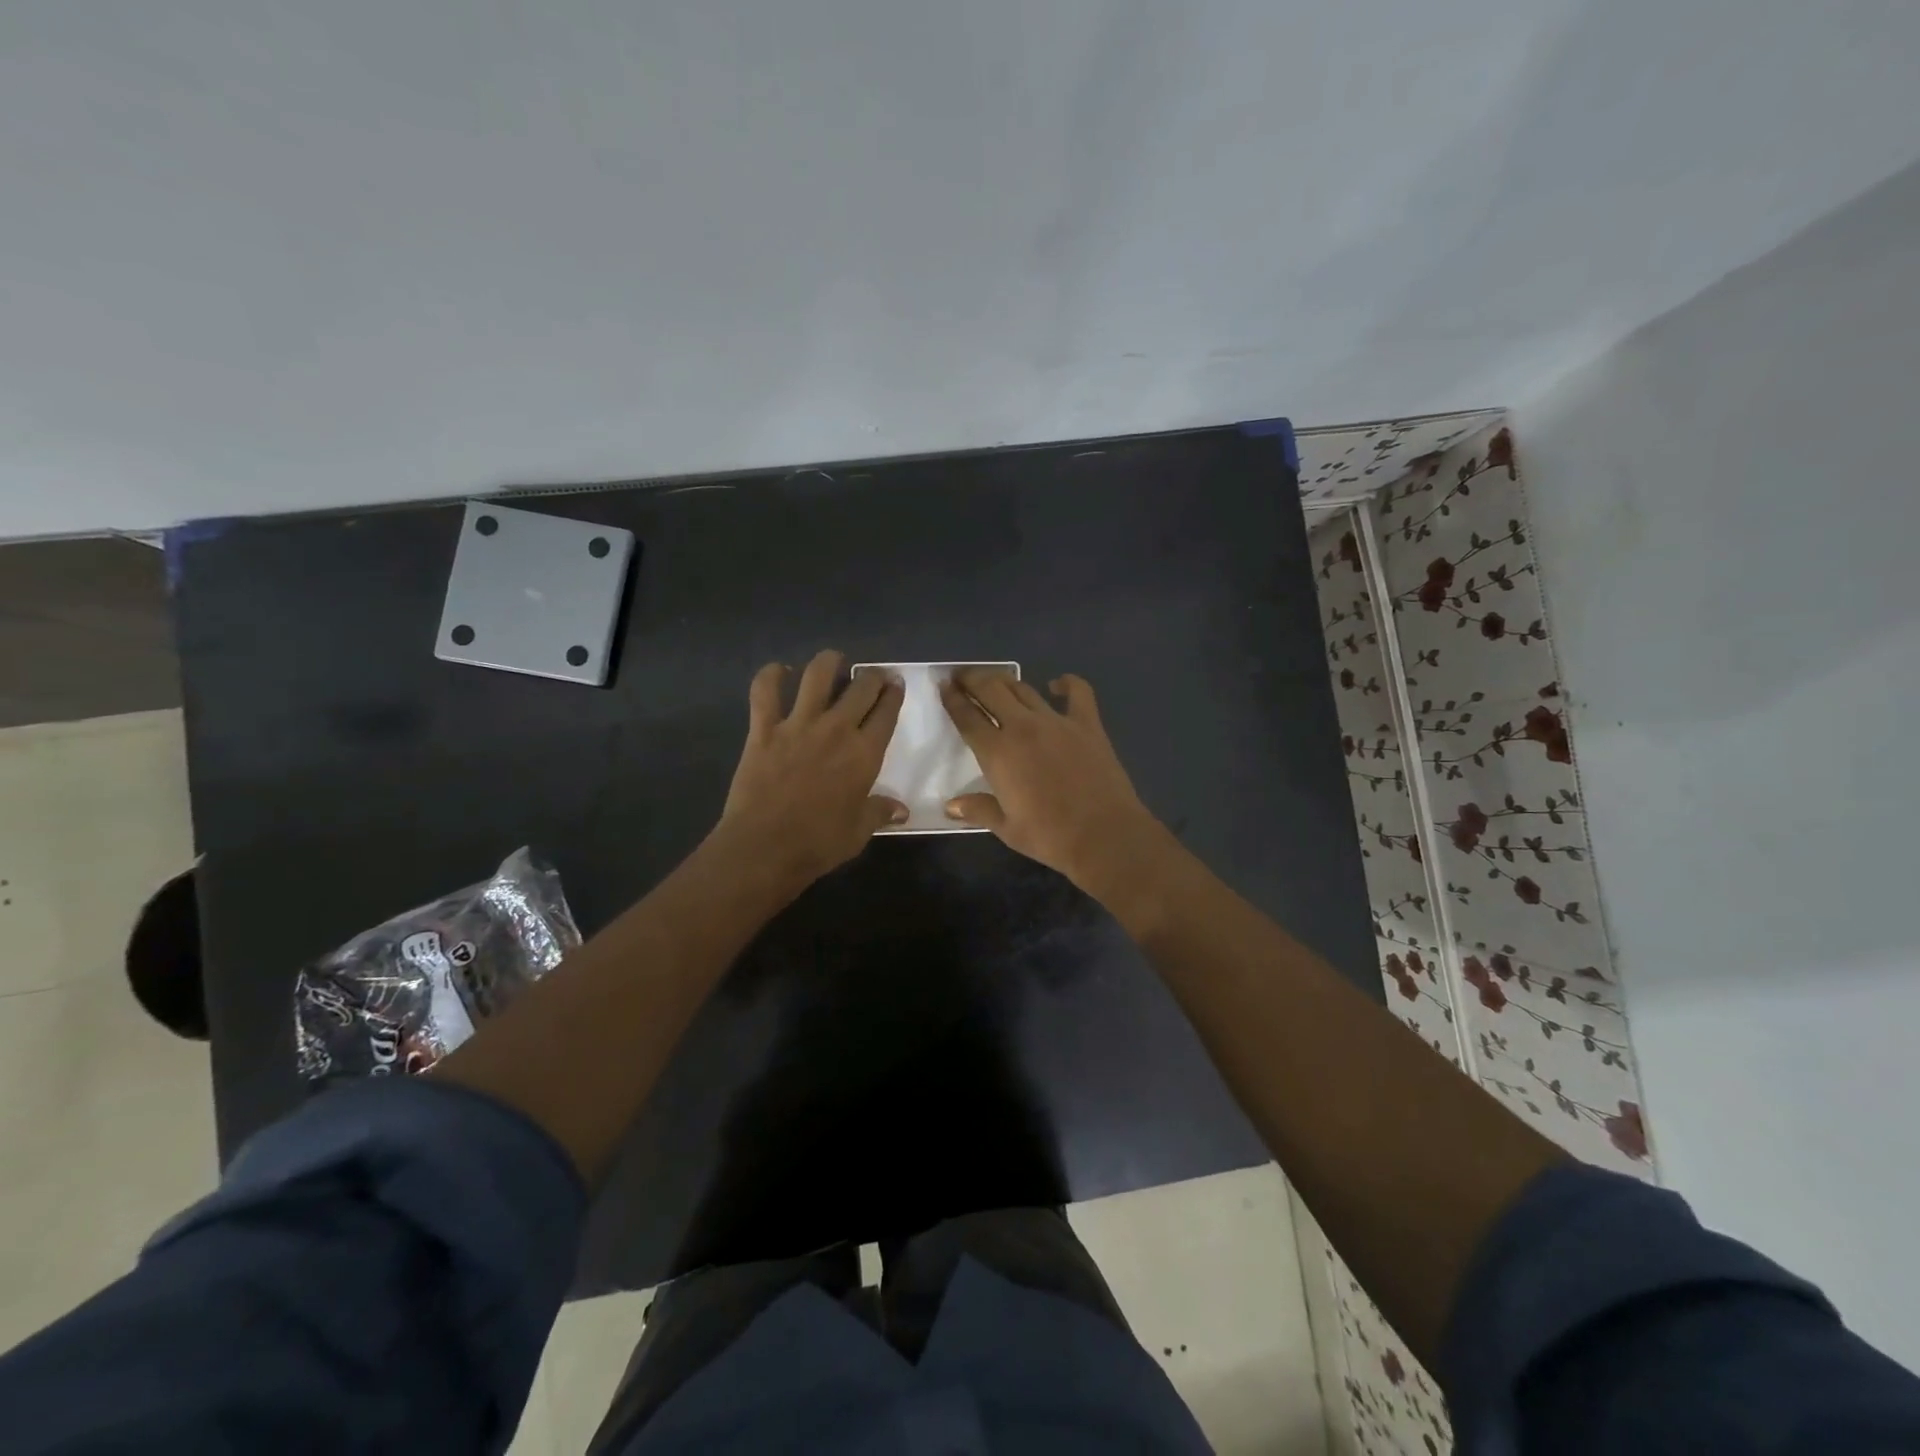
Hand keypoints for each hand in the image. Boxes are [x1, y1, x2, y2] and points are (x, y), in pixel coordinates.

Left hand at [712, 650, 906, 888]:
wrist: (764, 848)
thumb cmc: (818, 843)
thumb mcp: (859, 832)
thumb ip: (879, 812)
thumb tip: (901, 810)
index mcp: (864, 753)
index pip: (887, 712)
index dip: (894, 694)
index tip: (895, 685)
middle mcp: (836, 729)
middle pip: (861, 687)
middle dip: (872, 676)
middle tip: (872, 677)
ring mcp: (798, 725)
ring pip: (817, 674)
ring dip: (829, 662)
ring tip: (834, 662)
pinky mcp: (763, 729)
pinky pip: (765, 690)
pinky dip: (771, 675)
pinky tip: (780, 671)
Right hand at [940, 670, 1169, 894]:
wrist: (1104, 835)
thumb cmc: (1050, 837)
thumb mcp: (1007, 828)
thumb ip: (978, 810)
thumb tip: (951, 806)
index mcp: (997, 753)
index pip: (967, 716)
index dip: (953, 699)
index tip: (944, 686)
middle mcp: (1023, 728)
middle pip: (992, 691)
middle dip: (973, 679)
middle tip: (963, 676)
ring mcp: (1057, 722)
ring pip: (1024, 689)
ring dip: (1006, 681)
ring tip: (996, 680)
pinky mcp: (1087, 724)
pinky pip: (1077, 692)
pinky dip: (1066, 683)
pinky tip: (1057, 685)